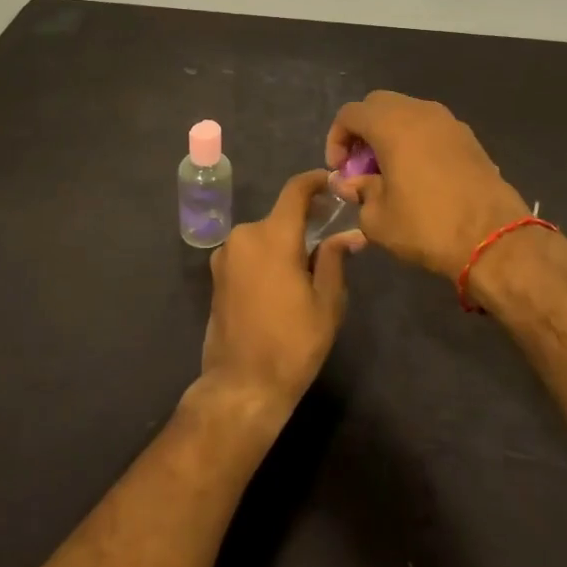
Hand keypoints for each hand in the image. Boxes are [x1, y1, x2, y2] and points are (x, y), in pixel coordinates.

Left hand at [199, 170, 361, 417]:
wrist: (241, 386)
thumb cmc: (292, 344)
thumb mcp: (327, 303)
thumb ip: (334, 259)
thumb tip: (350, 234)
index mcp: (273, 236)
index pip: (295, 191)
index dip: (315, 181)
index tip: (333, 182)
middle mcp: (244, 236)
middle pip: (280, 216)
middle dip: (305, 221)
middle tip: (331, 236)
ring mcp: (226, 255)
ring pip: (264, 235)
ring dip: (285, 241)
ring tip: (309, 267)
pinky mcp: (217, 274)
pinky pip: (249, 252)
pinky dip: (268, 255)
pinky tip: (283, 282)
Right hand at [326, 91, 527, 280]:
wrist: (494, 239)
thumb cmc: (427, 225)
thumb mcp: (377, 219)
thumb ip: (358, 192)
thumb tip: (350, 183)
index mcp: (392, 124)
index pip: (350, 113)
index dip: (336, 139)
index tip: (340, 171)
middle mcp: (420, 112)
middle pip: (378, 104)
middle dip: (363, 130)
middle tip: (361, 166)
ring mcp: (449, 122)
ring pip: (407, 113)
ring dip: (390, 134)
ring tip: (389, 171)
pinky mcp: (469, 138)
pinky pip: (431, 127)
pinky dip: (416, 140)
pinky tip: (418, 175)